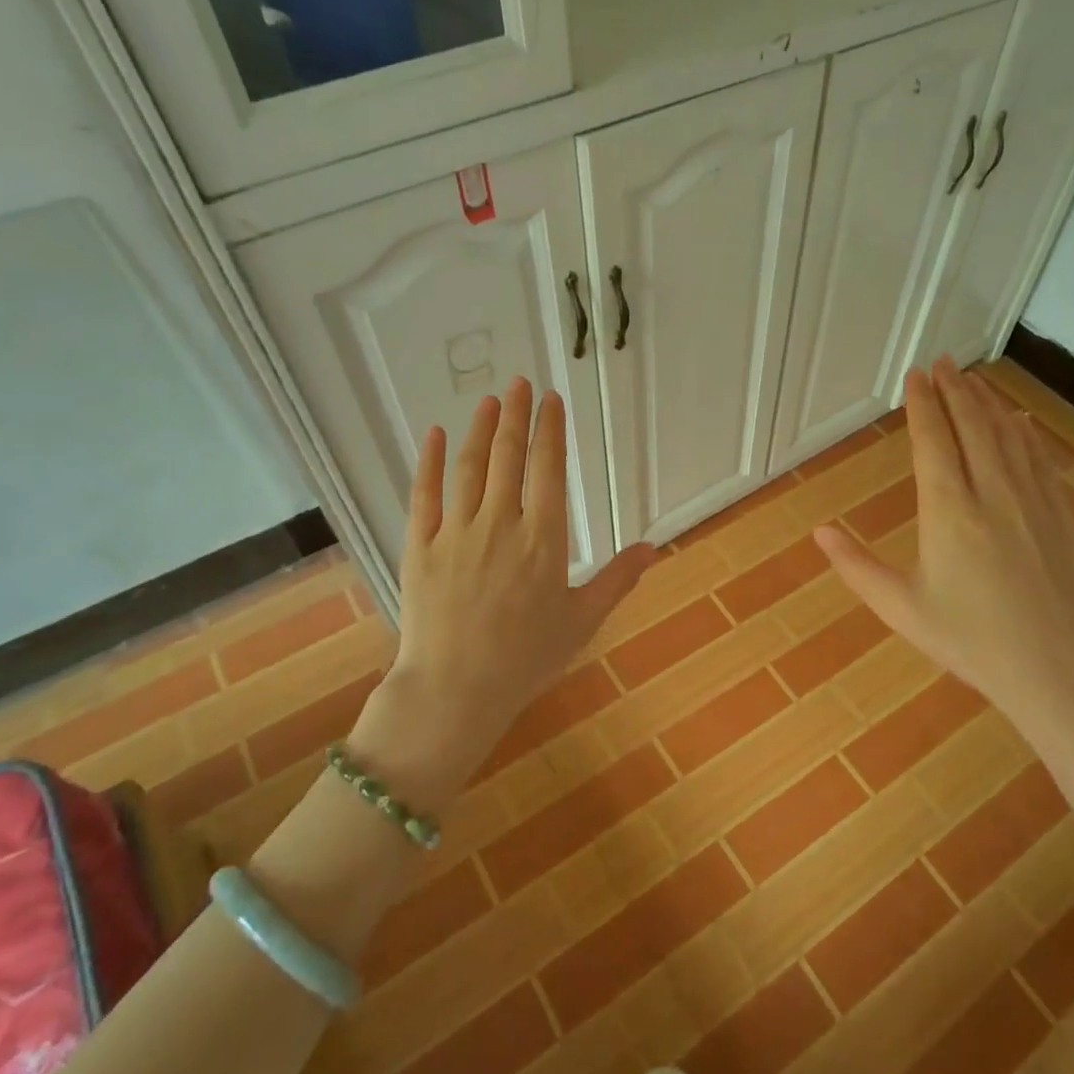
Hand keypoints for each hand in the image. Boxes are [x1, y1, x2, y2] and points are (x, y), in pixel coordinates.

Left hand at [350, 378, 654, 806]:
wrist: (455, 689)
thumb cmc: (526, 658)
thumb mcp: (582, 620)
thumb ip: (617, 579)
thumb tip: (653, 547)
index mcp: (543, 539)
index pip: (548, 470)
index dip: (550, 430)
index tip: (550, 399)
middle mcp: (500, 524)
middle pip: (508, 457)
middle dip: (515, 416)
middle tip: (518, 383)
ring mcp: (456, 532)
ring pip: (469, 468)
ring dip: (480, 430)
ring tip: (488, 401)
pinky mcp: (419, 546)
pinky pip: (424, 494)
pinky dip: (428, 461)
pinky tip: (433, 434)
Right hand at [815, 358, 1073, 730]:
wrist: (1056, 668)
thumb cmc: (969, 640)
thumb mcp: (901, 608)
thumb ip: (856, 567)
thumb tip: (819, 532)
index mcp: (948, 512)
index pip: (932, 442)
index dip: (922, 405)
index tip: (915, 376)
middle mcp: (991, 493)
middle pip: (972, 426)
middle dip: (955, 390)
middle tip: (943, 362)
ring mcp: (1032, 501)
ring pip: (1008, 436)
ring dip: (988, 403)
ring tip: (973, 379)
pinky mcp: (1059, 515)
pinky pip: (1040, 460)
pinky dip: (1025, 433)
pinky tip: (1020, 421)